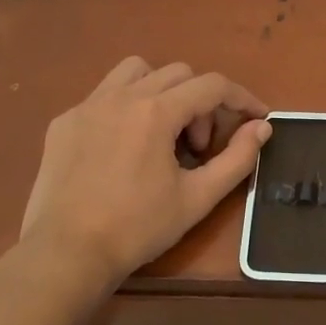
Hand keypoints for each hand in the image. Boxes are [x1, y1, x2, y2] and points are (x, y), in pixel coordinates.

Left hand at [17, 57, 269, 303]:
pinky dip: (125, 107)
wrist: (66, 254)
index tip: (257, 118)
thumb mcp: (198, 198)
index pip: (212, 86)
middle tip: (198, 146)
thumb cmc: (137, 228)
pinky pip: (103, 95)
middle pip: (178, 73)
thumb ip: (237, 158)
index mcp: (156, 112)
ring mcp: (87, 105)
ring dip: (161, 90)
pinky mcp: (63, 122)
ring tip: (161, 131)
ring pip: (136, 71)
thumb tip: (262, 127)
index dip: (242, 98)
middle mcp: (121, 96)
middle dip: (200, 103)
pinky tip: (122, 148)